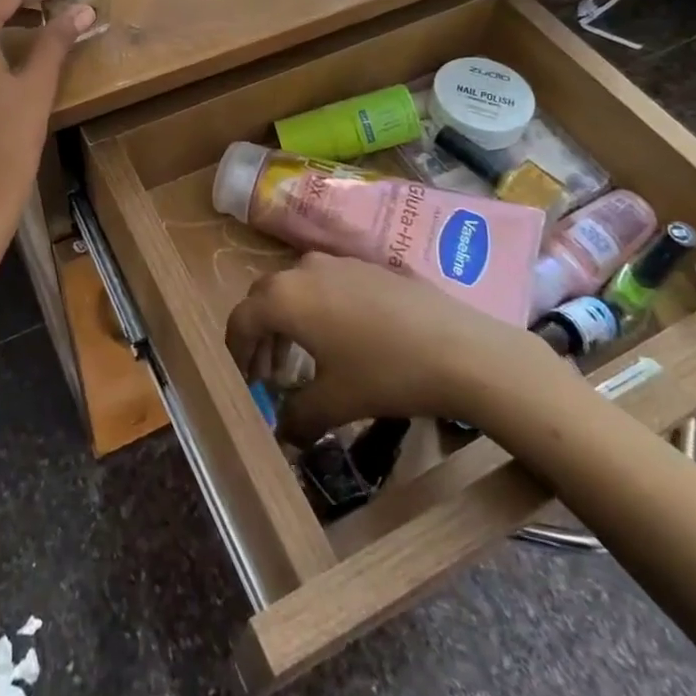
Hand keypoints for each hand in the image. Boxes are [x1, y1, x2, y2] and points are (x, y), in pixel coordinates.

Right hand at [225, 252, 573, 443]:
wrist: (459, 347)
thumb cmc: (385, 374)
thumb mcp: (335, 403)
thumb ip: (298, 417)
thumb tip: (283, 433)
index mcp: (284, 298)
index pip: (241, 319)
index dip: (235, 351)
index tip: (241, 379)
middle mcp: (302, 269)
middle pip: (264, 297)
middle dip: (260, 334)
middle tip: (267, 372)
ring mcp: (337, 262)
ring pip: (295, 287)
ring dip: (289, 321)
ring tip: (302, 358)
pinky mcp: (367, 265)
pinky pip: (325, 283)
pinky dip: (317, 308)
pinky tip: (342, 339)